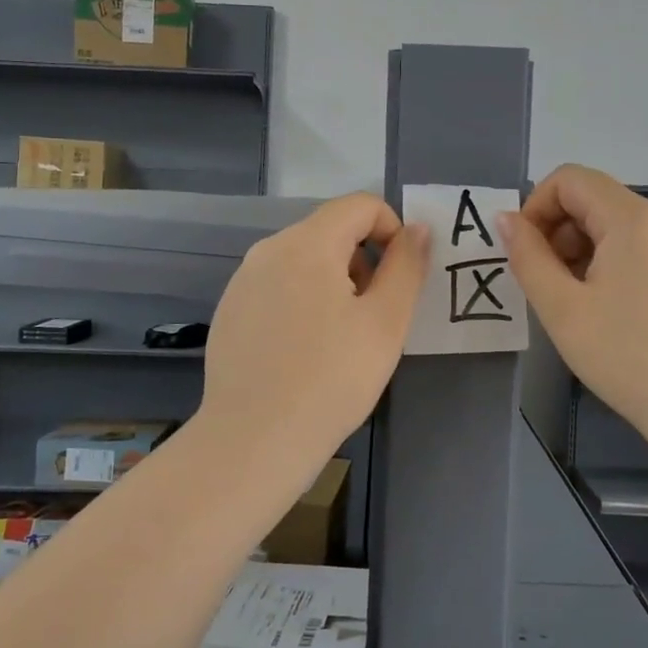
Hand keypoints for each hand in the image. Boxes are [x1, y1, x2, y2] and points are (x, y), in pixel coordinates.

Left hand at [202, 193, 429, 465]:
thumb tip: (417, 228)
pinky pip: (277, 287)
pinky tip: (303, 352)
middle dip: (363, 261)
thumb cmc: (331, 379)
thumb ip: (407, 266)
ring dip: (333, 282)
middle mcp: (268, 249)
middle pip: (330, 231)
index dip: (392, 230)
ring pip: (303, 260)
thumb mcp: (386, 322)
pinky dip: (301, 302)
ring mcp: (243, 280)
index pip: (360, 205)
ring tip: (340, 339)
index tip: (399, 278)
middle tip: (373, 317)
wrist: (253, 441)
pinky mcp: (229, 311)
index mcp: (307, 243)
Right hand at [501, 165, 647, 445]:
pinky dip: (610, 263)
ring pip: (615, 225)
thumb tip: (507, 219)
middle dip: (557, 231)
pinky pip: (640, 246)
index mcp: (632, 218)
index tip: (526, 253)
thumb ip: (528, 257)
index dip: (535, 206)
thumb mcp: (562, 309)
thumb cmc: (629, 357)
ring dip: (581, 250)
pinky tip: (609, 311)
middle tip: (547, 285)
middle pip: (593, 199)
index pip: (570, 179)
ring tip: (576, 304)